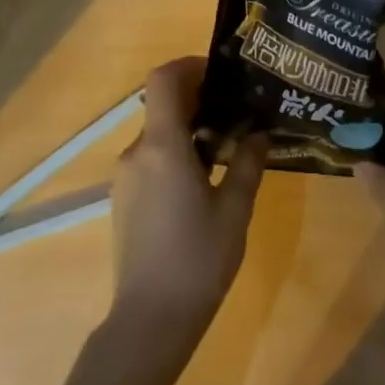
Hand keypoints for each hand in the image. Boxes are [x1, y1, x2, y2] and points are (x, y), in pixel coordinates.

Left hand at [110, 57, 266, 345]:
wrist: (150, 319)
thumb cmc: (198, 259)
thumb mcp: (235, 209)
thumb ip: (248, 163)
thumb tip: (259, 133)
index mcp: (162, 146)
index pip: (163, 80)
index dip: (190, 66)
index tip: (222, 74)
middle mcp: (137, 153)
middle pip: (162, 104)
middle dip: (198, 98)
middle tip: (238, 109)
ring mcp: (126, 177)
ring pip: (157, 133)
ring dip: (189, 127)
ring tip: (229, 143)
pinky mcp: (124, 198)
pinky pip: (151, 157)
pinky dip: (176, 151)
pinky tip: (205, 176)